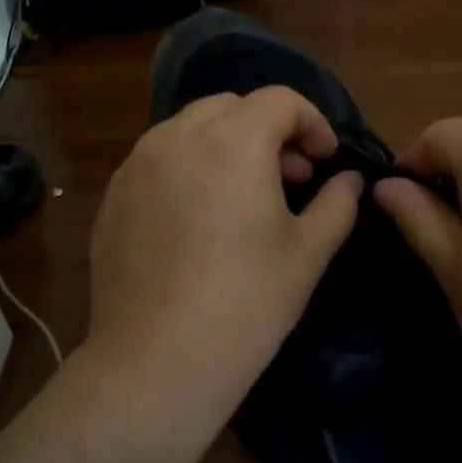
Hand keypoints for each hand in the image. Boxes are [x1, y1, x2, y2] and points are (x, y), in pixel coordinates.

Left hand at [86, 87, 362, 418]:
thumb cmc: (245, 305)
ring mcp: (136, 166)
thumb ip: (337, 204)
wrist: (156, 362)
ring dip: (226, 144)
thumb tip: (348, 180)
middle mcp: (176, 138)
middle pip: (231, 106)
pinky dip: (188, 166)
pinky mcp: (112, 197)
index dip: (312, 122)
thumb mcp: (307, 254)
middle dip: (268, 129)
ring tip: (244, 195)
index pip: (279, 100)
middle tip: (290, 176)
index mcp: (231, 142)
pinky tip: (199, 218)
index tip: (325, 160)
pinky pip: (158, 160)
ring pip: (188, 129)